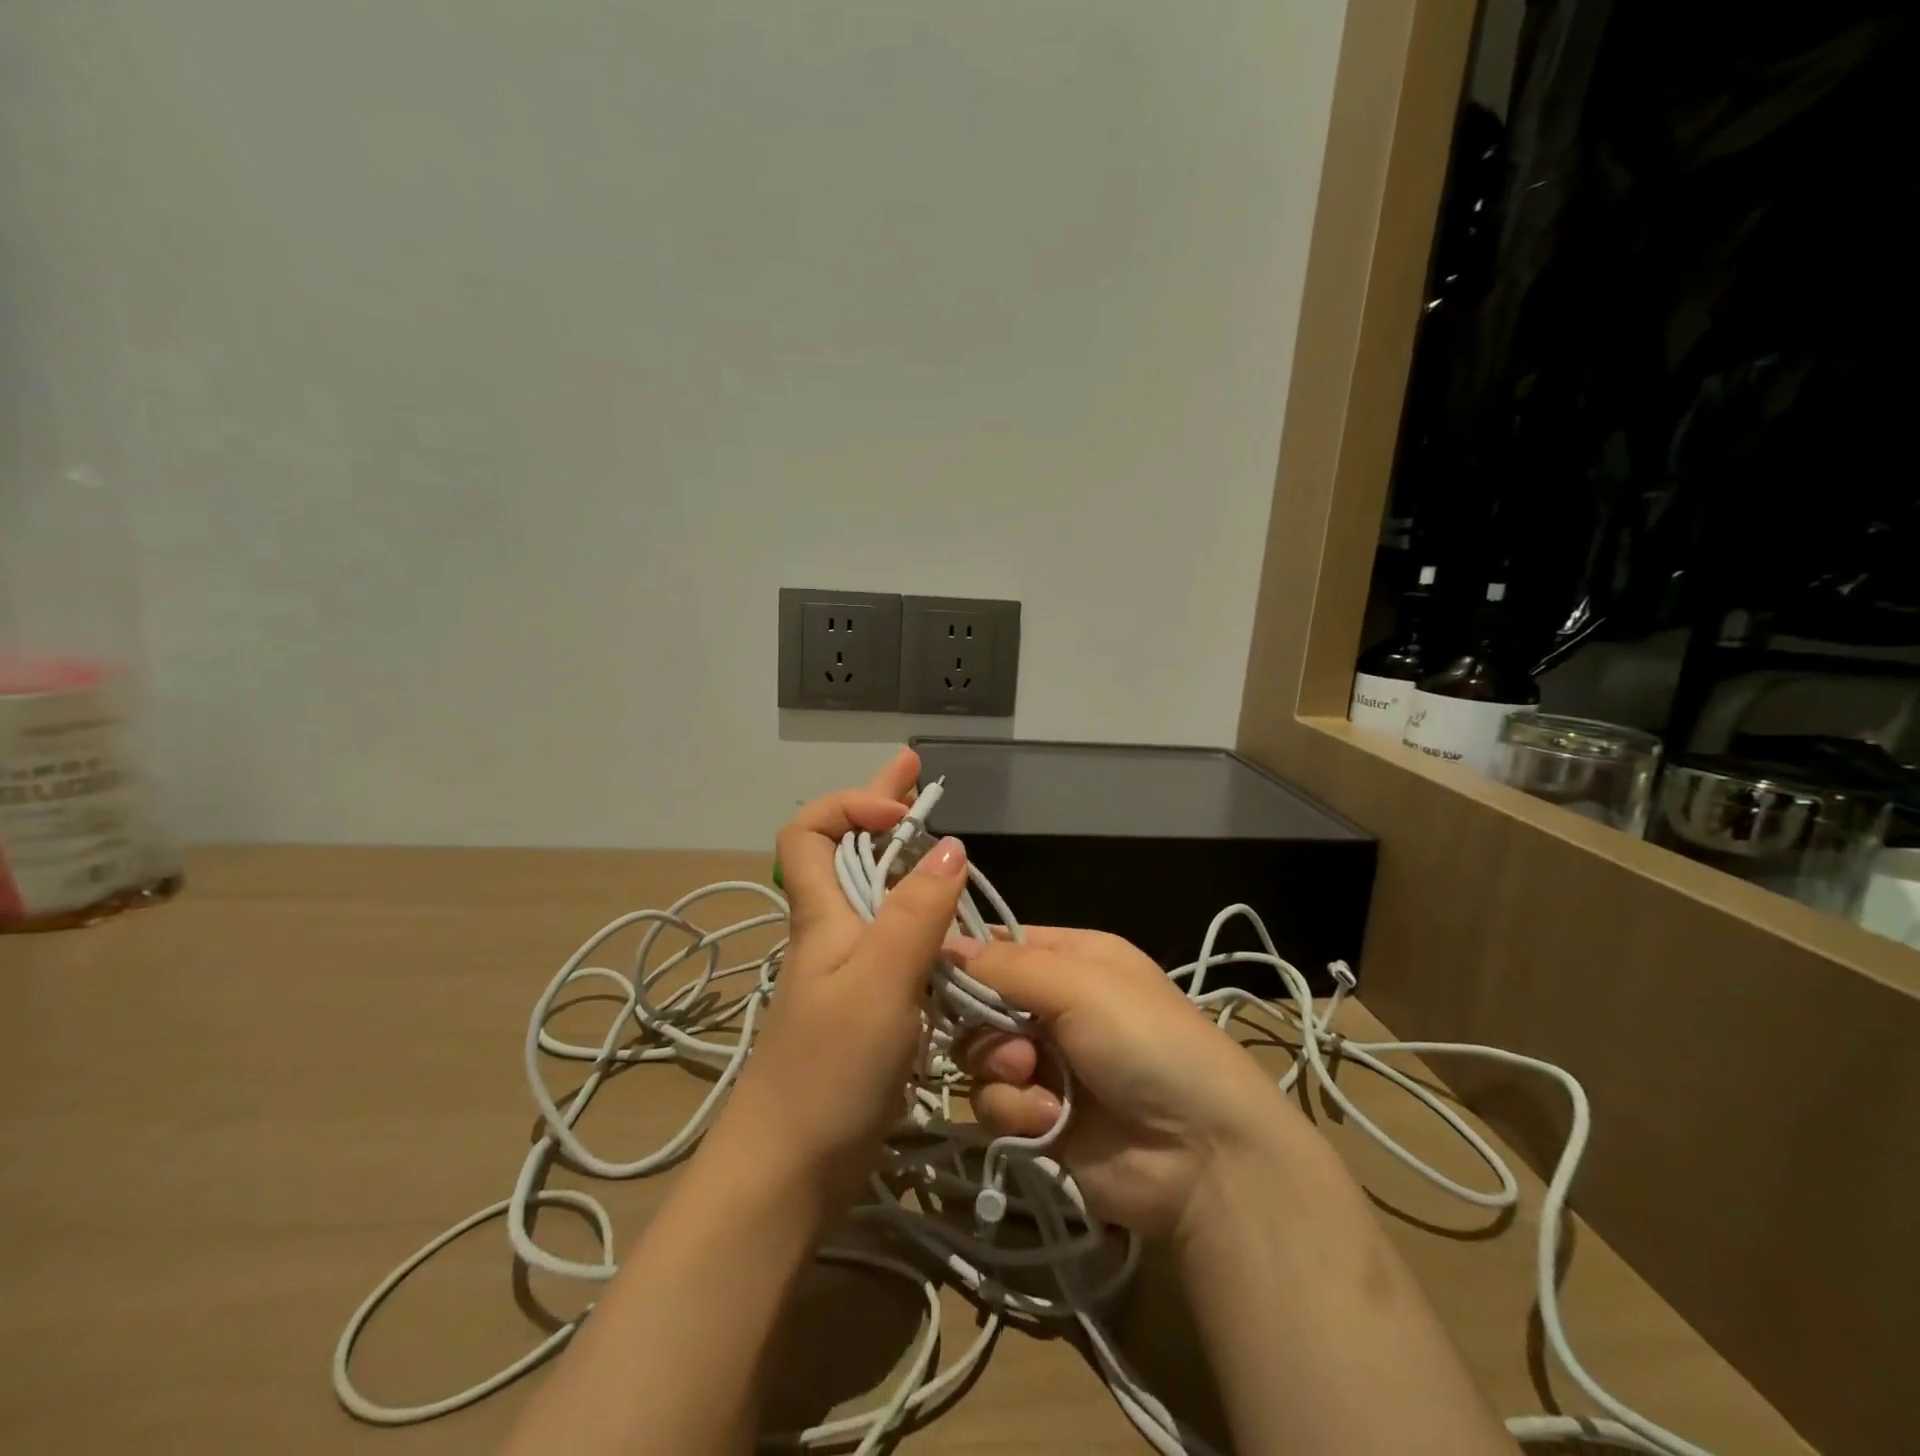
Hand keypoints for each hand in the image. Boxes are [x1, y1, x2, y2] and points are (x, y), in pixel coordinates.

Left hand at [714, 748, 968, 1205]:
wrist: (789, 1173)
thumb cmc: (828, 1070)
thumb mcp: (879, 981)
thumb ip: (916, 913)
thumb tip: (952, 846)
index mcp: (822, 915)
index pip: (808, 830)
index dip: (851, 805)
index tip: (904, 814)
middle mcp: (831, 932)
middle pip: (847, 851)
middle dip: (882, 805)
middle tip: (916, 770)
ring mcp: (848, 971)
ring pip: (874, 895)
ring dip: (903, 857)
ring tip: (938, 833)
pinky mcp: (867, 1007)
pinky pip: (895, 941)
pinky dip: (919, 915)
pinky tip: (945, 919)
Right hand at [951, 927, 1301, 1236]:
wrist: (1202, 1155)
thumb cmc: (1145, 1041)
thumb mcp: (1080, 983)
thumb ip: (1006, 964)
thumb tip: (942, 942)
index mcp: (1071, 958)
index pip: (999, 943)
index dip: (964, 955)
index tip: (929, 971)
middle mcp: (1055, 1006)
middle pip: (980, 1002)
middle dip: (985, 1024)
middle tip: (1014, 1043)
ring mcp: (1046, 1064)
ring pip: (980, 1056)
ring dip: (1002, 1071)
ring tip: (1037, 1081)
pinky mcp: (1039, 1119)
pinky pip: (994, 1106)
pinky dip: (1016, 1112)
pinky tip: (1050, 1120)